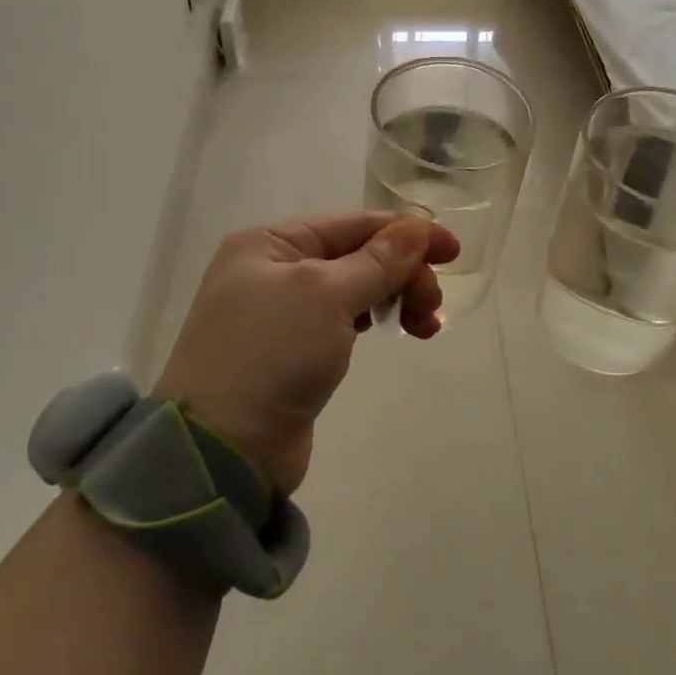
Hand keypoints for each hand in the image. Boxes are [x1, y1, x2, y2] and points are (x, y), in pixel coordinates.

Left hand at [153, 212, 458, 494]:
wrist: (221, 450)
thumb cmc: (271, 353)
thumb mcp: (327, 295)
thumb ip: (378, 260)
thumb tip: (417, 227)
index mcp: (269, 243)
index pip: (351, 224)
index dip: (406, 233)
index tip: (453, 251)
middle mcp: (271, 270)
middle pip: (355, 256)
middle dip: (401, 273)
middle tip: (432, 305)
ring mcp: (279, 313)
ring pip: (353, 289)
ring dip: (393, 297)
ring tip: (425, 326)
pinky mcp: (291, 352)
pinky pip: (342, 321)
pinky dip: (373, 320)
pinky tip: (395, 331)